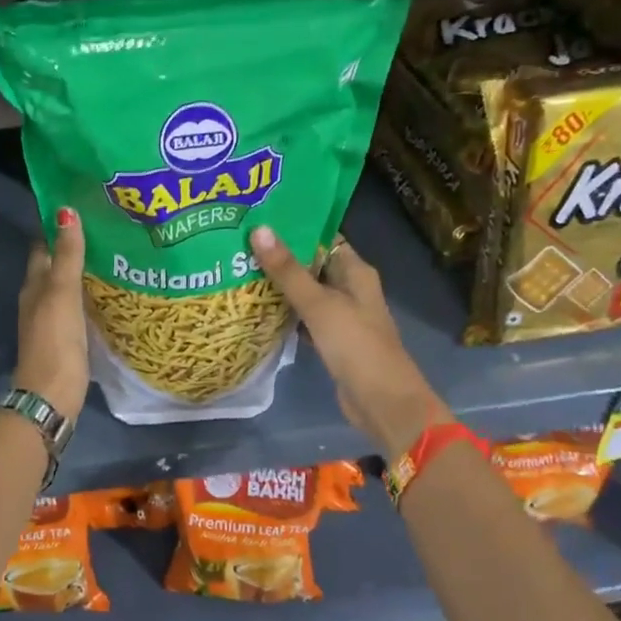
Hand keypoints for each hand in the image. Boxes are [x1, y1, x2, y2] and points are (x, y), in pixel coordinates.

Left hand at [14, 207, 89, 419]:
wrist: (52, 396)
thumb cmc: (55, 341)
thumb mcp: (62, 293)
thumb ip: (67, 256)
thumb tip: (65, 211)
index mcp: (34, 286)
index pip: (43, 248)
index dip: (57, 228)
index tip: (82, 209)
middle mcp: (38, 300)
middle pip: (54, 268)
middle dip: (73, 249)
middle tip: (105, 230)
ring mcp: (51, 322)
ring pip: (66, 289)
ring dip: (83, 274)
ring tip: (114, 256)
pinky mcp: (65, 341)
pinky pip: (77, 309)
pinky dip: (88, 297)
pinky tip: (108, 295)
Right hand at [248, 225, 449, 459]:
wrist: (382, 401)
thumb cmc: (356, 346)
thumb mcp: (319, 304)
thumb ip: (288, 270)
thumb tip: (259, 229)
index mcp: (356, 272)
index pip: (324, 238)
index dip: (295, 227)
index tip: (258, 219)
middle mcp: (351, 289)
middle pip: (312, 265)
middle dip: (280, 257)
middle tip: (239, 244)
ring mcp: (341, 316)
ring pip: (306, 293)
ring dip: (280, 286)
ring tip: (240, 270)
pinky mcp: (332, 341)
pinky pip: (304, 319)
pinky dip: (285, 314)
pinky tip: (257, 310)